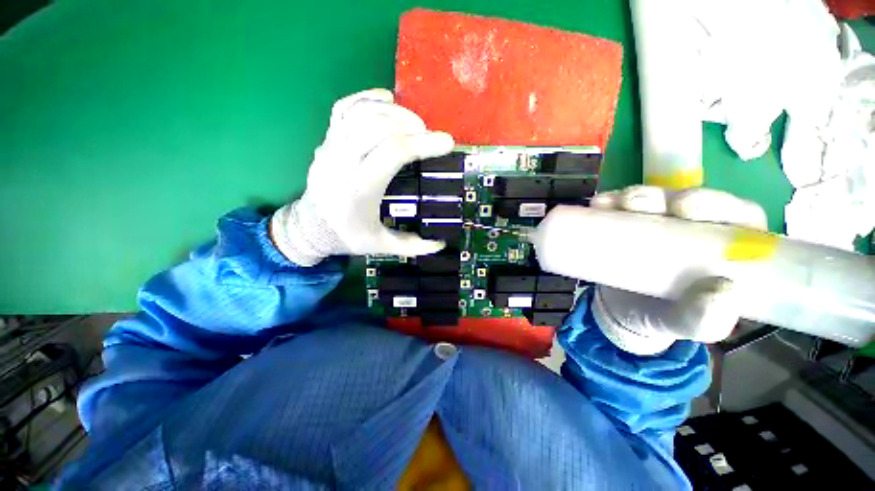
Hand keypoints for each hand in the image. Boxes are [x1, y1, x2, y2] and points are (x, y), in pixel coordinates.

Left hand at [270, 89, 453, 265]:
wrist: (309, 227)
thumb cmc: (348, 236)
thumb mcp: (381, 246)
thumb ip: (412, 246)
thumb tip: (441, 244)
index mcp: (359, 190)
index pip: (392, 153)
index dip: (422, 143)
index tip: (446, 142)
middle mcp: (342, 163)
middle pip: (378, 125)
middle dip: (410, 124)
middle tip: (428, 135)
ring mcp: (331, 147)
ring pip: (362, 112)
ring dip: (393, 111)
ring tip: (413, 123)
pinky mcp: (326, 139)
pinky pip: (344, 108)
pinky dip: (367, 98)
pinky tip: (387, 101)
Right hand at [588, 185, 767, 354]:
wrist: (622, 312)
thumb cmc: (664, 318)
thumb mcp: (687, 325)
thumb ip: (704, 318)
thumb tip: (723, 291)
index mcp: (727, 249)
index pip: (737, 215)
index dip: (718, 204)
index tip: (687, 209)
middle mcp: (696, 228)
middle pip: (690, 200)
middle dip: (668, 196)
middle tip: (642, 204)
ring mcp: (659, 223)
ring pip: (656, 199)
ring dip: (637, 196)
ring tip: (614, 203)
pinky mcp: (629, 223)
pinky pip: (621, 207)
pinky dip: (610, 202)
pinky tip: (599, 204)